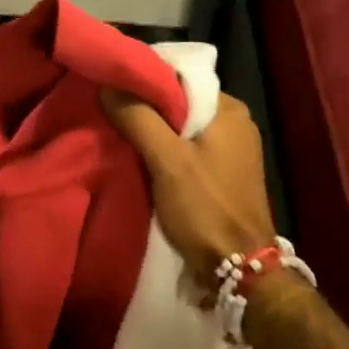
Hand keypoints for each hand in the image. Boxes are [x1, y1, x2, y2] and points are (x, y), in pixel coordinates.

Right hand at [103, 90, 277, 292]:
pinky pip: (186, 148)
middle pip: (179, 102)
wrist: (241, 271)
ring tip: (117, 131)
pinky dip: (163, 150)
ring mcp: (231, 150)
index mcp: (229, 110)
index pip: (180, 77)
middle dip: (145, 106)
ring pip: (180, 127)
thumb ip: (138, 118)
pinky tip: (138, 157)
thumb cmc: (206, 208)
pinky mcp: (222, 173)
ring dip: (151, 130)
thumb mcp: (167, 160)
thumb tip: (107, 84)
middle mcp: (234, 123)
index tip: (112, 85)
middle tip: (109, 110)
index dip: (144, 79)